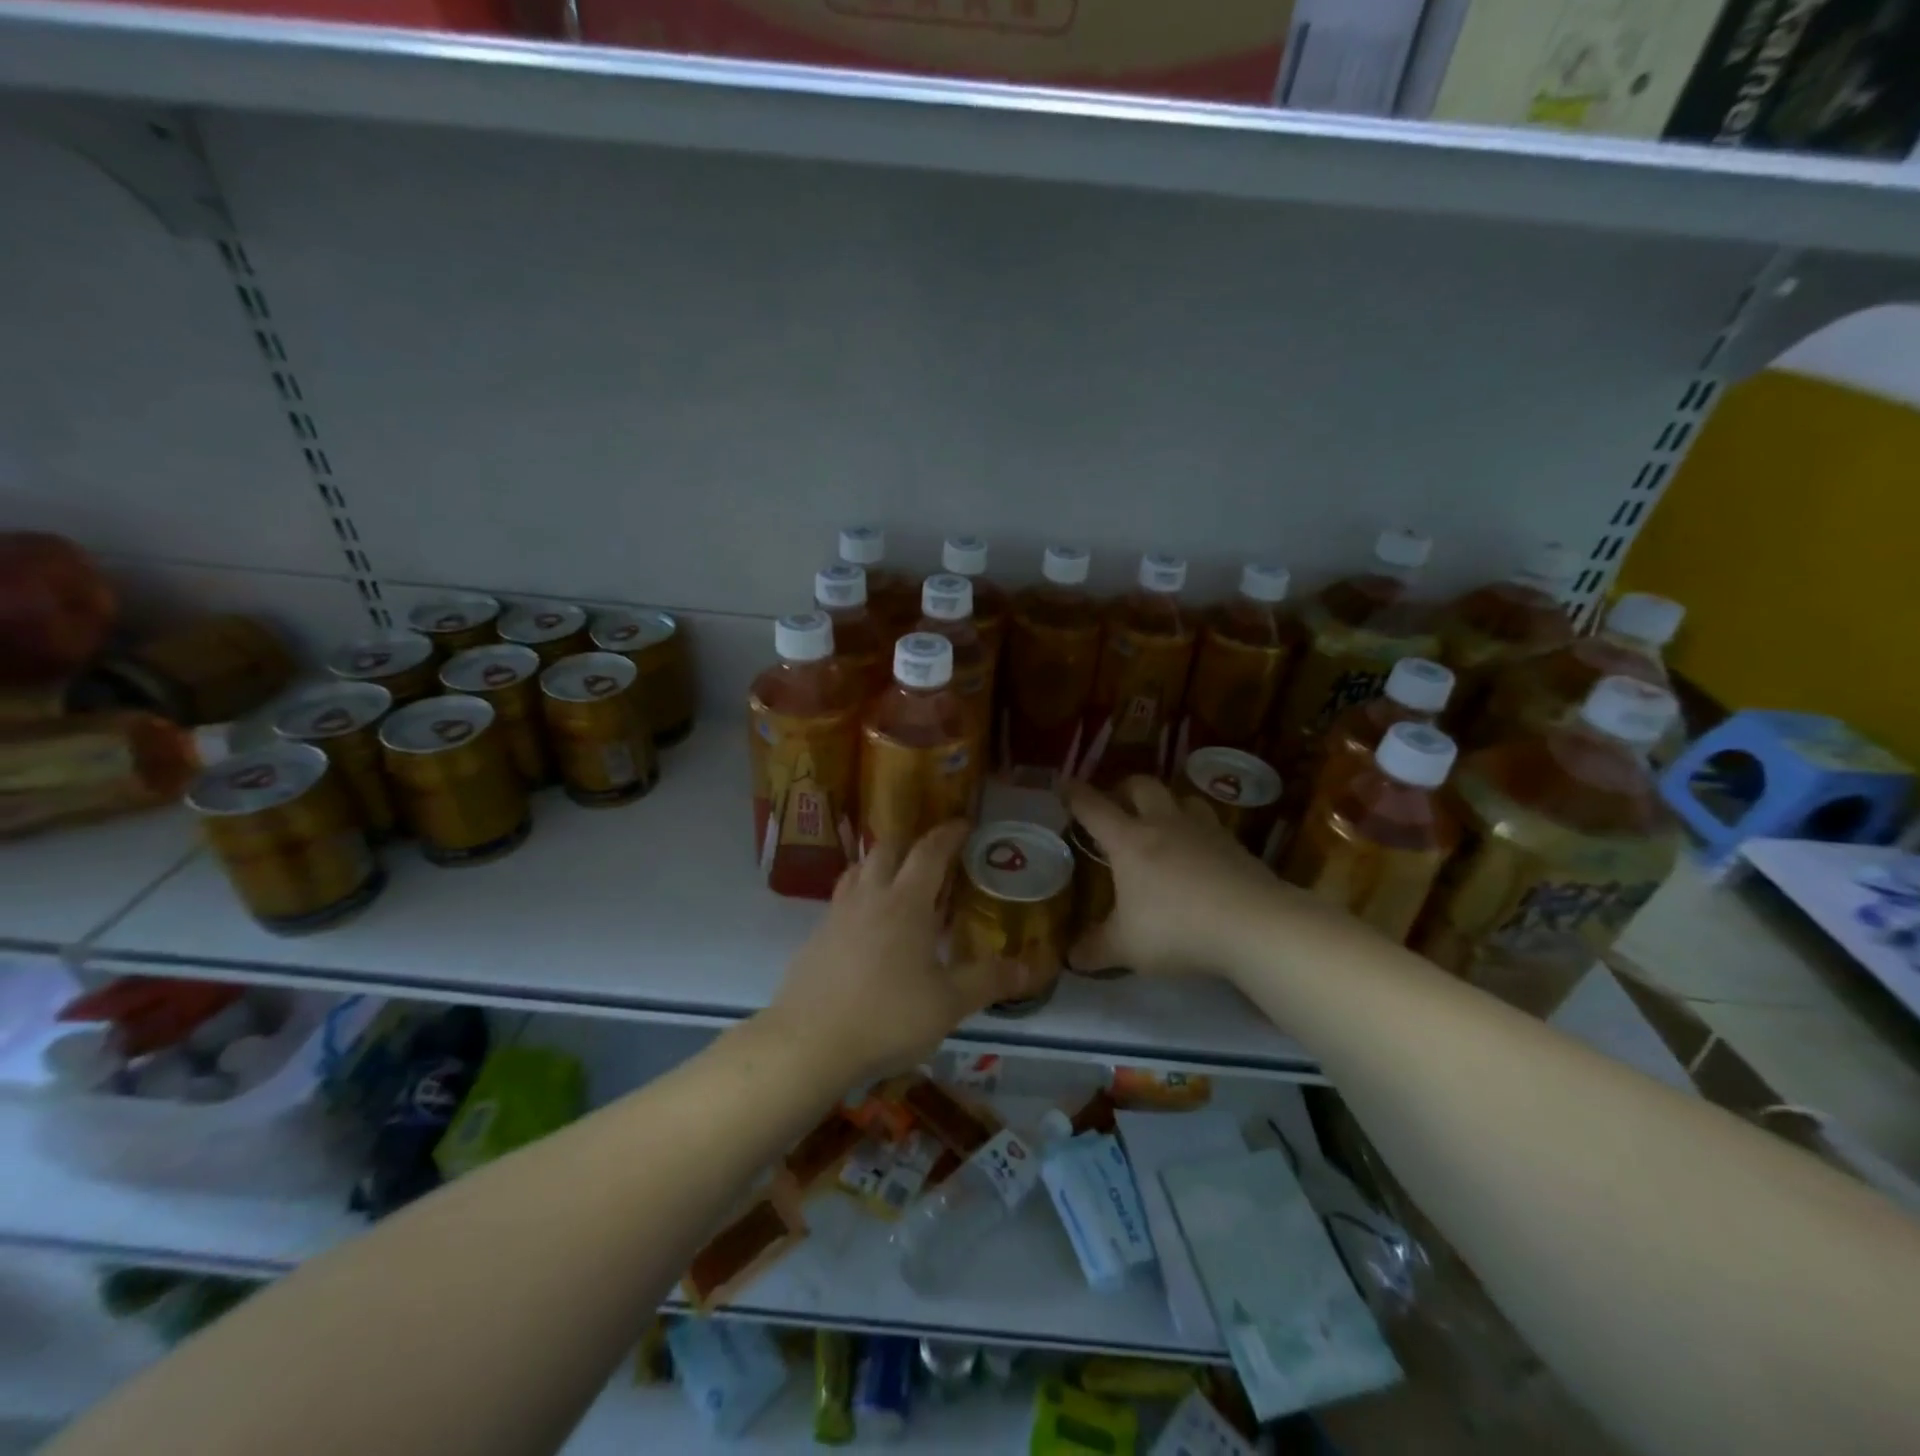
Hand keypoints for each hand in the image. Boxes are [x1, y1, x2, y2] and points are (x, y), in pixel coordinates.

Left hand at [767, 823, 1033, 1086]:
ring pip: (858, 870)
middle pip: (887, 849)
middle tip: (931, 853)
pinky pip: (841, 899)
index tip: (964, 825)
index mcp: (905, 902)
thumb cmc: (887, 1016)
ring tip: (897, 880)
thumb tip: (1031, 969)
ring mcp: (837, 915)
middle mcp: (870, 897)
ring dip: (880, 864)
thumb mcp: (949, 1004)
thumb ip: (989, 981)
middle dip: (911, 842)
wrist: (808, 1042)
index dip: (949, 834)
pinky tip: (867, 926)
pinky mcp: (815, 937)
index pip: (929, 852)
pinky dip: (860, 896)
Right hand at [1065, 776, 1282, 976]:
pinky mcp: (1235, 844)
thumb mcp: (1127, 947)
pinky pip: (1210, 824)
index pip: (1094, 808)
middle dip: (1124, 789)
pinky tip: (1199, 853)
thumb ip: (1096, 949)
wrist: (1253, 924)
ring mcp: (1203, 830)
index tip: (1064, 784)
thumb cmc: (1177, 929)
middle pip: (1141, 786)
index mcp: (1129, 841)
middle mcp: (1163, 824)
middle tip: (1116, 805)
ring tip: (1161, 823)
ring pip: (1182, 797)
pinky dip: (1198, 830)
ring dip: (1167, 804)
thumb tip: (1071, 957)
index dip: (1075, 794)